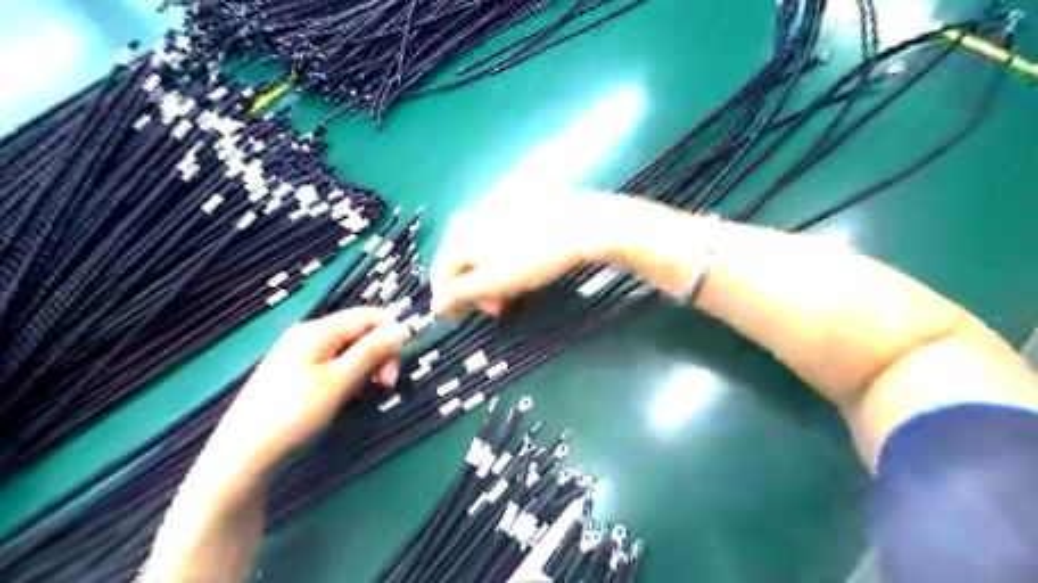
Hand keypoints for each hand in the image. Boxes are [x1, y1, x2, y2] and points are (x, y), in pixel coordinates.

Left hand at [207, 308, 410, 470]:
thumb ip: (372, 351)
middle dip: (380, 355)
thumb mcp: (339, 381)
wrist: (242, 457)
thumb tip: (403, 327)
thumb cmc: (294, 415)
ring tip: (364, 396)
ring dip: (367, 369)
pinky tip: (348, 398)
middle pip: (362, 332)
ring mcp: (302, 354)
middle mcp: (310, 335)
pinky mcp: (298, 373)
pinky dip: (350, 378)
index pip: (371, 316)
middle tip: (385, 387)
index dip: (392, 336)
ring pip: (351, 351)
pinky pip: (336, 365)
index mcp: (319, 330)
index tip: (394, 370)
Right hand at [432, 191, 624, 318]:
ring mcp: (499, 213)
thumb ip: (460, 295)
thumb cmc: (533, 258)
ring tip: (509, 294)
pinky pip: (503, 242)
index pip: (441, 270)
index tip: (456, 317)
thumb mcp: (492, 283)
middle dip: (474, 289)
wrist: (579, 226)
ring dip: (490, 278)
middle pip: (463, 261)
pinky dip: (505, 262)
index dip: (445, 297)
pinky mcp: (522, 212)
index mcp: (464, 237)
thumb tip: (436, 306)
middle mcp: (476, 221)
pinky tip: (522, 271)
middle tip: (494, 310)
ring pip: (484, 252)